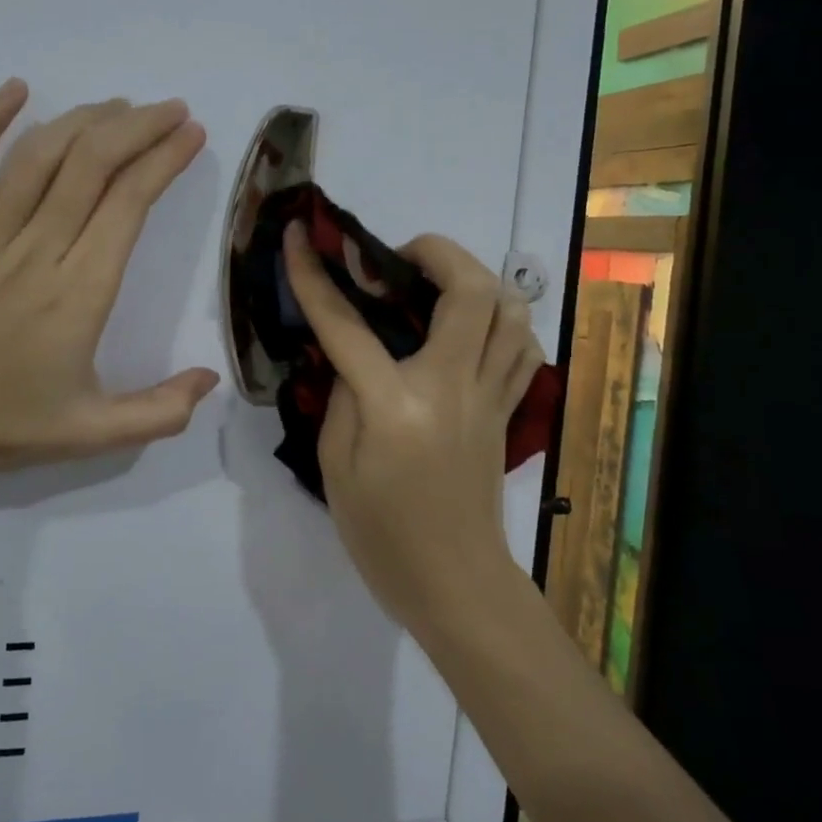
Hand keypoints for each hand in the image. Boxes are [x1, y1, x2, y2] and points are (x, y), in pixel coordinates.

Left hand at [0, 80, 220, 514]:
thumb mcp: (90, 435)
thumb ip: (159, 412)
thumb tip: (211, 376)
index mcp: (78, 292)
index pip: (129, 203)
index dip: (164, 159)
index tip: (190, 134)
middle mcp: (35, 250)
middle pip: (93, 165)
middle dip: (139, 127)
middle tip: (169, 109)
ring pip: (39, 157)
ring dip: (84, 121)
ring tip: (118, 106)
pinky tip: (15, 90)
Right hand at [282, 224, 545, 633]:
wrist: (455, 585)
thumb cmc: (382, 534)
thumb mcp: (335, 465)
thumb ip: (342, 396)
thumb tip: (353, 354)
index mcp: (395, 405)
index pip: (348, 324)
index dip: (314, 275)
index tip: (299, 237)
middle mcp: (452, 387)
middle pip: (470, 291)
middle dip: (437, 252)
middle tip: (399, 258)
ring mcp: (489, 397)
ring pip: (511, 312)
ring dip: (476, 280)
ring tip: (436, 286)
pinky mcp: (507, 411)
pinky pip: (521, 348)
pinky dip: (502, 322)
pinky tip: (470, 328)